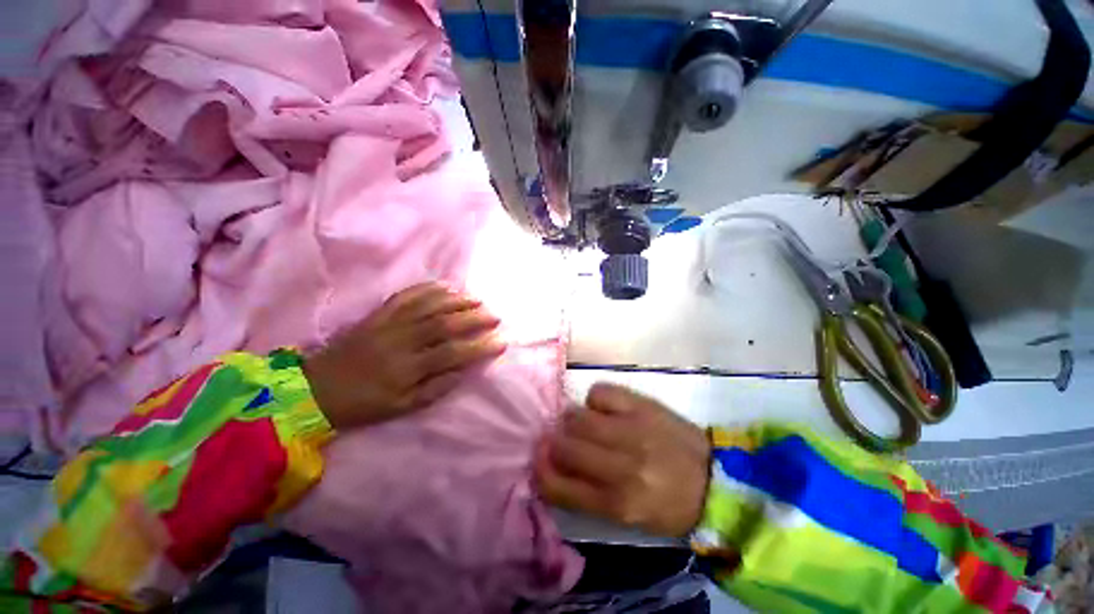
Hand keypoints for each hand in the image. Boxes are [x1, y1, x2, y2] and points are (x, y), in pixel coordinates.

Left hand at [303, 283, 505, 429]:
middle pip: (445, 323)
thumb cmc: (363, 403)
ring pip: (429, 305)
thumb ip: (435, 389)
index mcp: (408, 368)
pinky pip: (406, 295)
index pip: (453, 354)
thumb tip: (463, 371)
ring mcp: (389, 323)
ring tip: (477, 299)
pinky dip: (428, 288)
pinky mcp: (378, 314)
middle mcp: (402, 341)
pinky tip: (446, 286)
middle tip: (495, 315)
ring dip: (457, 300)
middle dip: (475, 318)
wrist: (316, 388)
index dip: (480, 347)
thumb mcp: (401, 408)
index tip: (501, 341)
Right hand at [535, 383, 710, 537]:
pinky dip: (595, 400)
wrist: (715, 479)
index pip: (559, 487)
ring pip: (577, 416)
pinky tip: (605, 409)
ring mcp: (631, 430)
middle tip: (558, 439)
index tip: (539, 461)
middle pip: (564, 446)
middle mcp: (621, 466)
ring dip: (571, 420)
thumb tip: (554, 465)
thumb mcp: (627, 516)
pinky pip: (599, 392)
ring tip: (582, 423)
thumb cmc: (668, 504)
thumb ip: (586, 494)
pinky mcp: (642, 405)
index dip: (541, 472)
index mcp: (617, 503)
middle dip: (553, 442)